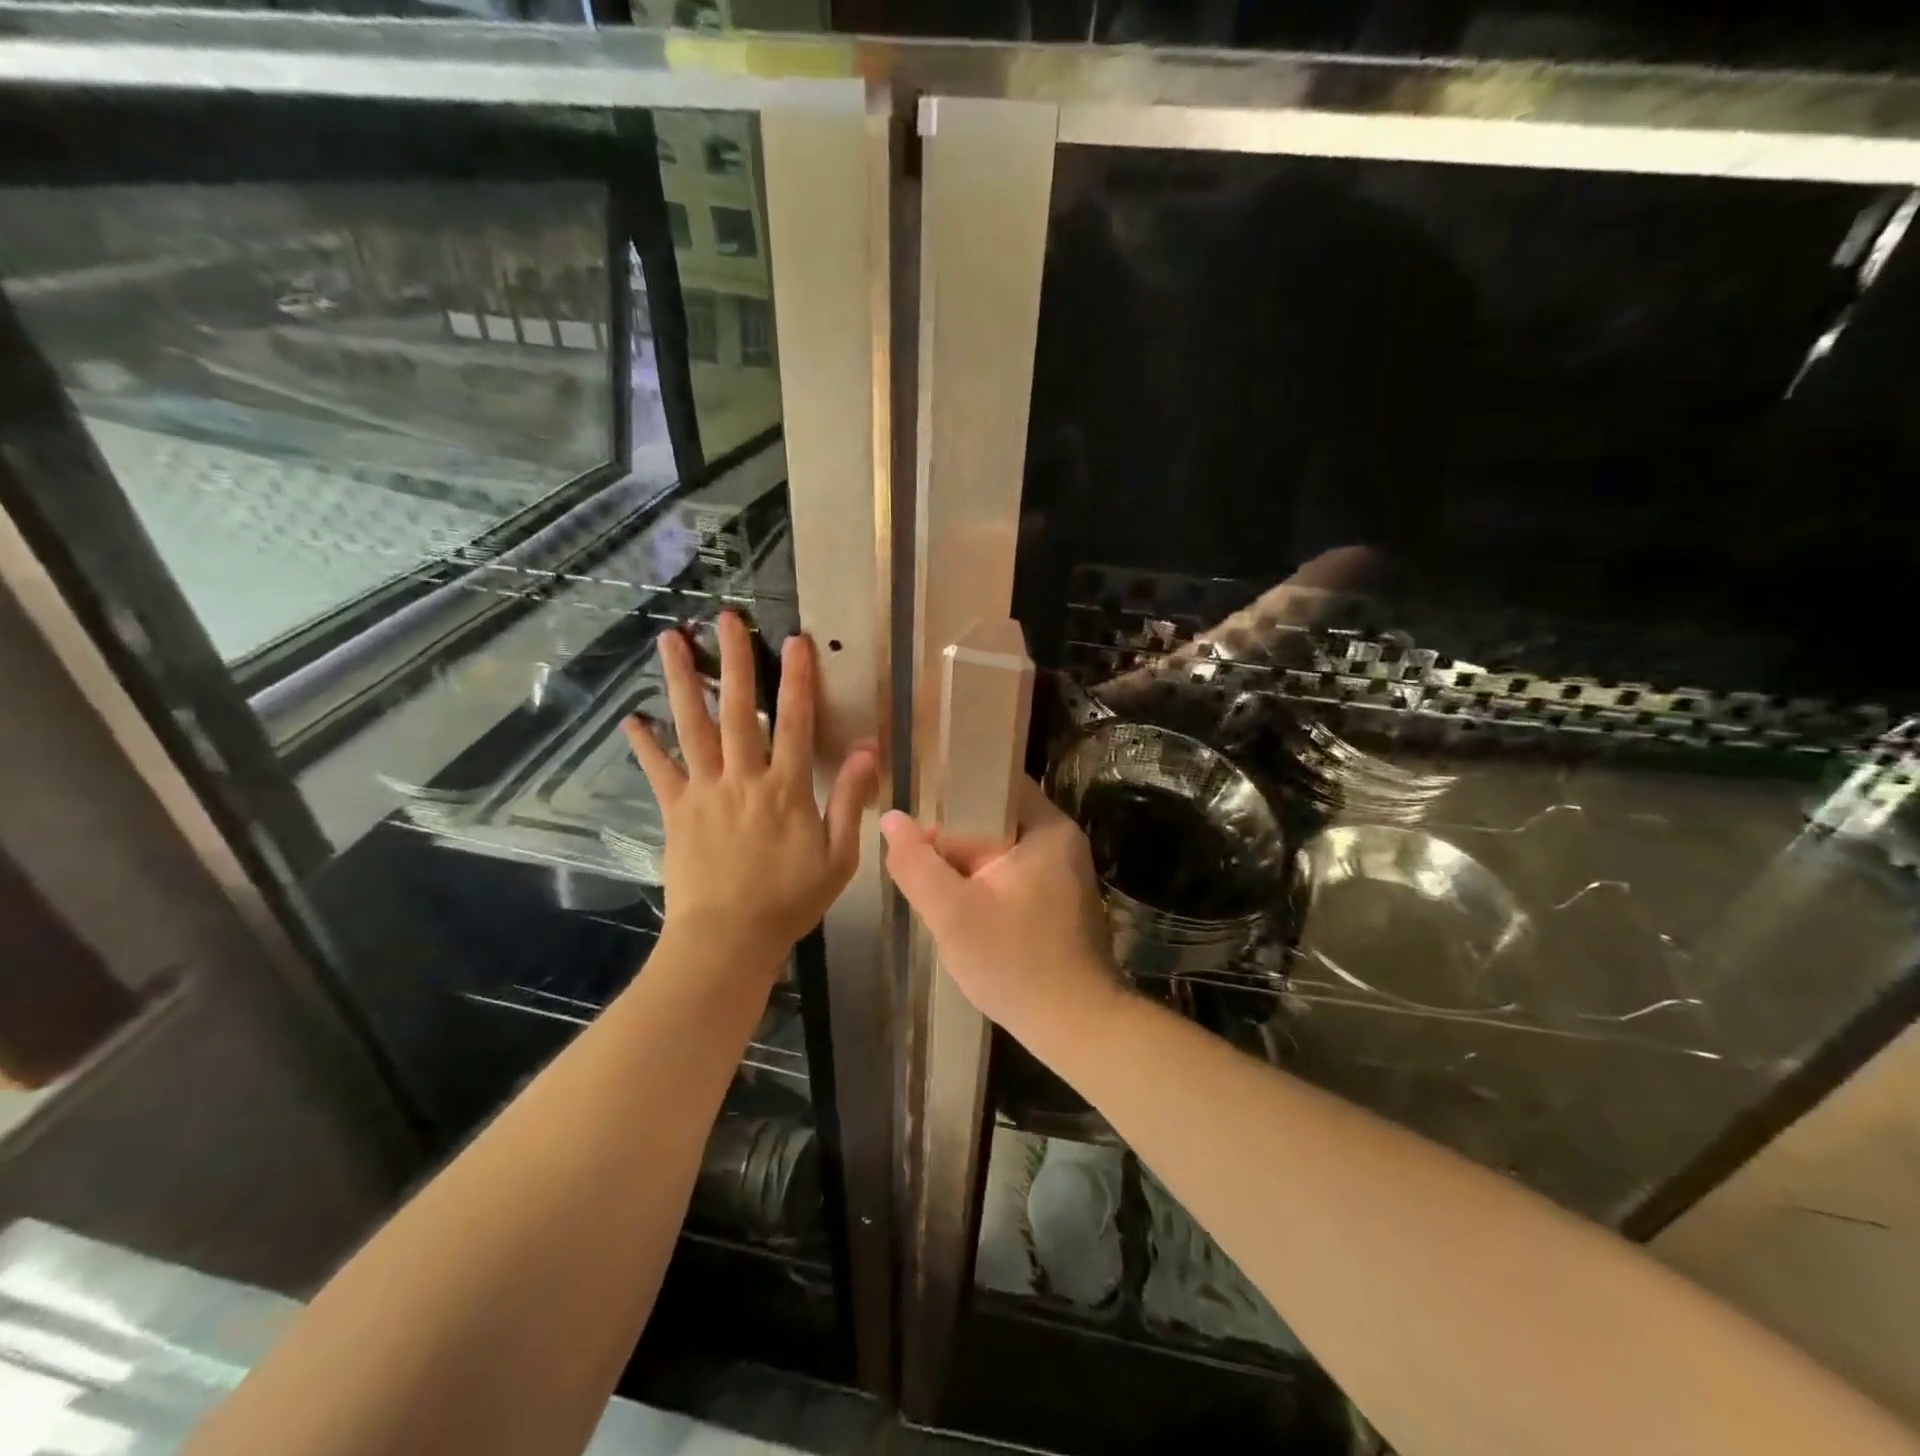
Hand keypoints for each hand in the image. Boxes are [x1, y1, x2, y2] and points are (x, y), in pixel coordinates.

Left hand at [623, 612, 876, 973]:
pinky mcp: (676, 811)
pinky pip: (659, 771)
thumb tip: (869, 750)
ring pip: (693, 727)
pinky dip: (645, 744)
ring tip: (670, 640)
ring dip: (682, 681)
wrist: (727, 940)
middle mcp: (743, 778)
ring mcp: (704, 792)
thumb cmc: (789, 901)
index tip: (793, 641)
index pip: (796, 722)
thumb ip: (850, 800)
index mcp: (787, 789)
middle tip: (725, 618)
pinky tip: (632, 717)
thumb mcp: (838, 857)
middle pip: (739, 710)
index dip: (797, 679)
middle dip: (735, 661)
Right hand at [880, 779, 1125, 1049]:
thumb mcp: (953, 913)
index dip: (951, 792)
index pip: (995, 782)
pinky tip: (960, 905)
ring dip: (966, 864)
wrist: (1076, 1026)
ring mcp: (1064, 870)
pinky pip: (1013, 872)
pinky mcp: (1059, 898)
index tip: (915, 811)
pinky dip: (985, 882)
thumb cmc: (1015, 963)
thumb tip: (891, 818)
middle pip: (995, 817)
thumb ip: (916, 864)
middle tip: (916, 856)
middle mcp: (1061, 840)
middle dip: (953, 837)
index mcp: (1046, 828)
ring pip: (1000, 848)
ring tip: (931, 880)